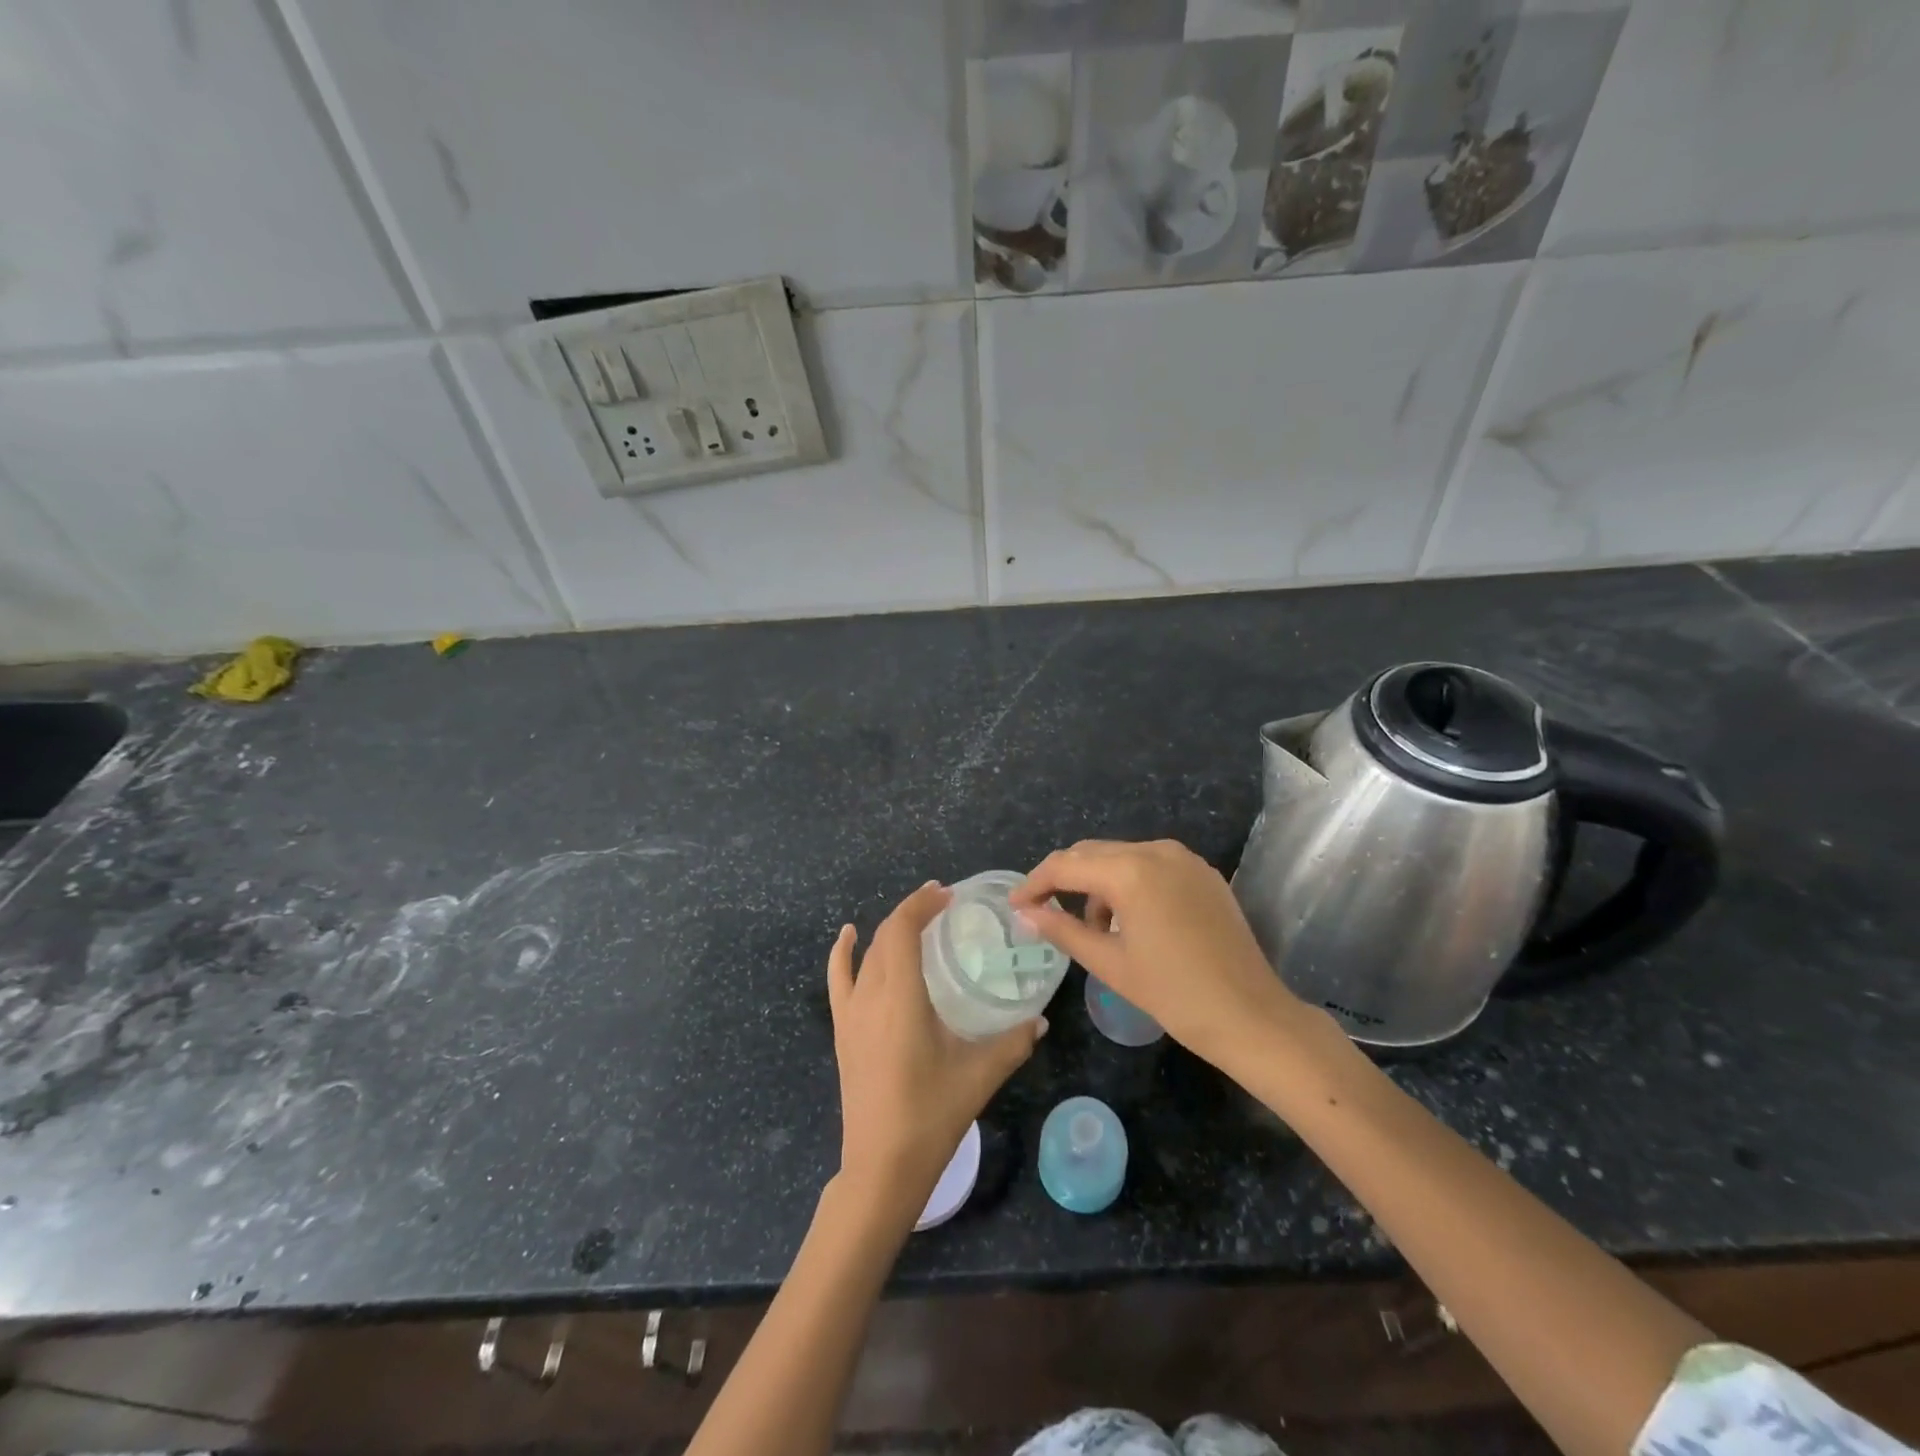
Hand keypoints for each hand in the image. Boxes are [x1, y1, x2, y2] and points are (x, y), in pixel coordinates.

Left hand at [828, 882, 1044, 1218]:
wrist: (881, 1167)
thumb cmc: (931, 1116)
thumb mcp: (979, 1076)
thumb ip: (1013, 1043)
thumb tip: (1040, 1020)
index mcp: (901, 998)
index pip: (902, 931)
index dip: (921, 905)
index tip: (948, 895)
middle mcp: (870, 996)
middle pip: (885, 936)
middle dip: (911, 912)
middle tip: (943, 905)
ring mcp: (850, 1014)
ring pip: (866, 954)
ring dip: (888, 930)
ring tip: (914, 918)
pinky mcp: (842, 1031)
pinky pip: (838, 980)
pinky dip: (843, 953)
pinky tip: (848, 937)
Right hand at [1011, 839, 1311, 1057]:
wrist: (1251, 1015)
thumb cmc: (1174, 994)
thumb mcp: (1109, 964)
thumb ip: (1063, 930)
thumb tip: (1026, 914)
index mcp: (1130, 871)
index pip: (1066, 865)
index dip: (1035, 883)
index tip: (1015, 906)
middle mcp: (1156, 851)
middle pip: (1092, 853)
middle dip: (1064, 879)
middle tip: (1042, 912)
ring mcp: (1184, 859)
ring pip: (1122, 857)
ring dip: (1097, 883)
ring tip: (1092, 928)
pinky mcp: (1203, 873)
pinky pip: (1151, 865)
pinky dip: (1128, 883)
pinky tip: (1129, 920)